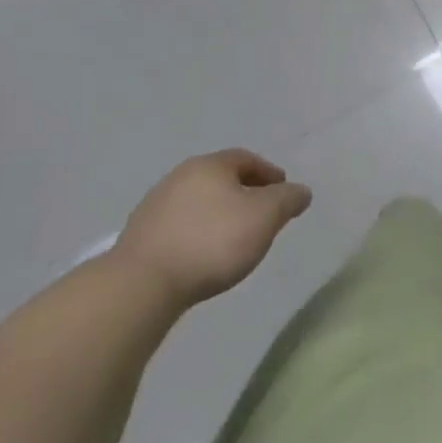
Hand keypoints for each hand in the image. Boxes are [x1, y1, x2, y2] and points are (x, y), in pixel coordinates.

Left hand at [114, 149, 312, 308]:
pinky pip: (181, 225)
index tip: (284, 191)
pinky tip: (206, 254)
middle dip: (245, 192)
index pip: (246, 159)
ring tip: (236, 238)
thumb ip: (287, 200)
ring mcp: (155, 205)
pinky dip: (199, 232)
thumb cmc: (213, 241)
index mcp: (210, 165)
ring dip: (220, 213)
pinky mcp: (141, 235)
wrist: (144, 283)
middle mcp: (179, 177)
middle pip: (220, 178)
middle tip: (263, 214)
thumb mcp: (265, 217)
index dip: (269, 173)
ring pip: (199, 202)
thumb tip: (301, 191)